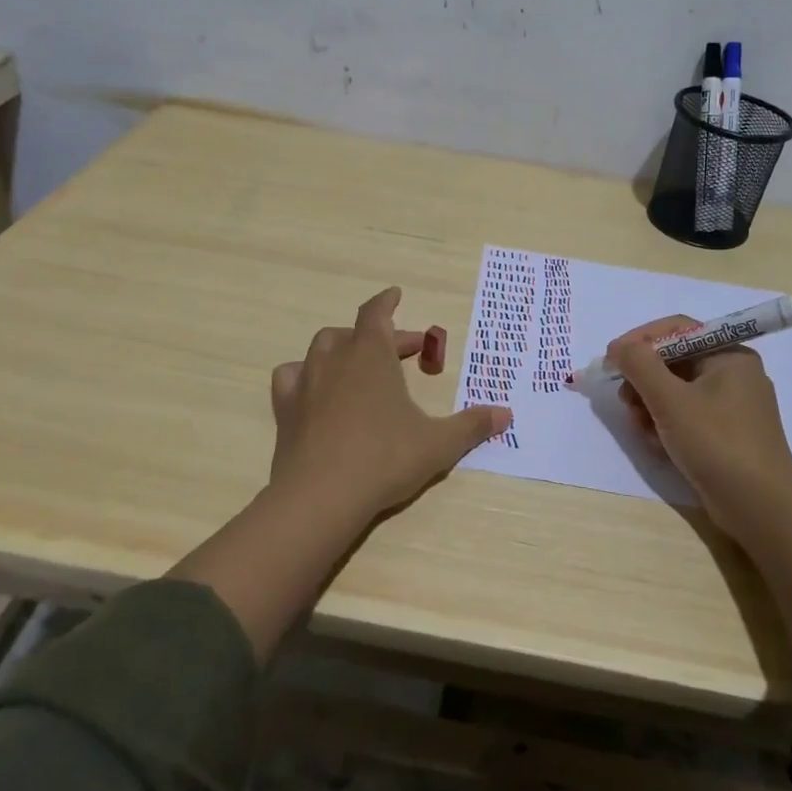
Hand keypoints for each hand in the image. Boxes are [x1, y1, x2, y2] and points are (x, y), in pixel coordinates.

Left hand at [268, 287, 511, 521]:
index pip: (376, 313)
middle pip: (355, 332)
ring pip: (321, 349)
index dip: (387, 302)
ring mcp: (305, 382)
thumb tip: (506, 414)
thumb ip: (471, 426)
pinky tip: (315, 391)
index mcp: (371, 355)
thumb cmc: (385, 459)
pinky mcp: (285, 409)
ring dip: (342, 349)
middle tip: (404, 352)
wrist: (321, 496)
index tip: (395, 294)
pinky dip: (305, 375)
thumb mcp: (438, 444)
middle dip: (380, 337)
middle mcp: (335, 359)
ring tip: (358, 366)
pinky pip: (291, 377)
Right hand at [607, 314, 791, 535]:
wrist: (760, 508)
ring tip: (641, 429)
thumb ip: (640, 365)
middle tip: (625, 401)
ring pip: (676, 391)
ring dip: (650, 406)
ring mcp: (731, 406)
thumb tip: (619, 348)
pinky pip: (686, 416)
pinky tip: (657, 445)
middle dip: (643, 381)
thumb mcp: (670, 400)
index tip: (610, 359)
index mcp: (729, 355)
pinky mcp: (726, 434)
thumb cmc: (717, 443)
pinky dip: (666, 425)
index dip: (639, 340)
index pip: (676, 329)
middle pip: (673, 362)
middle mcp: (733, 374)